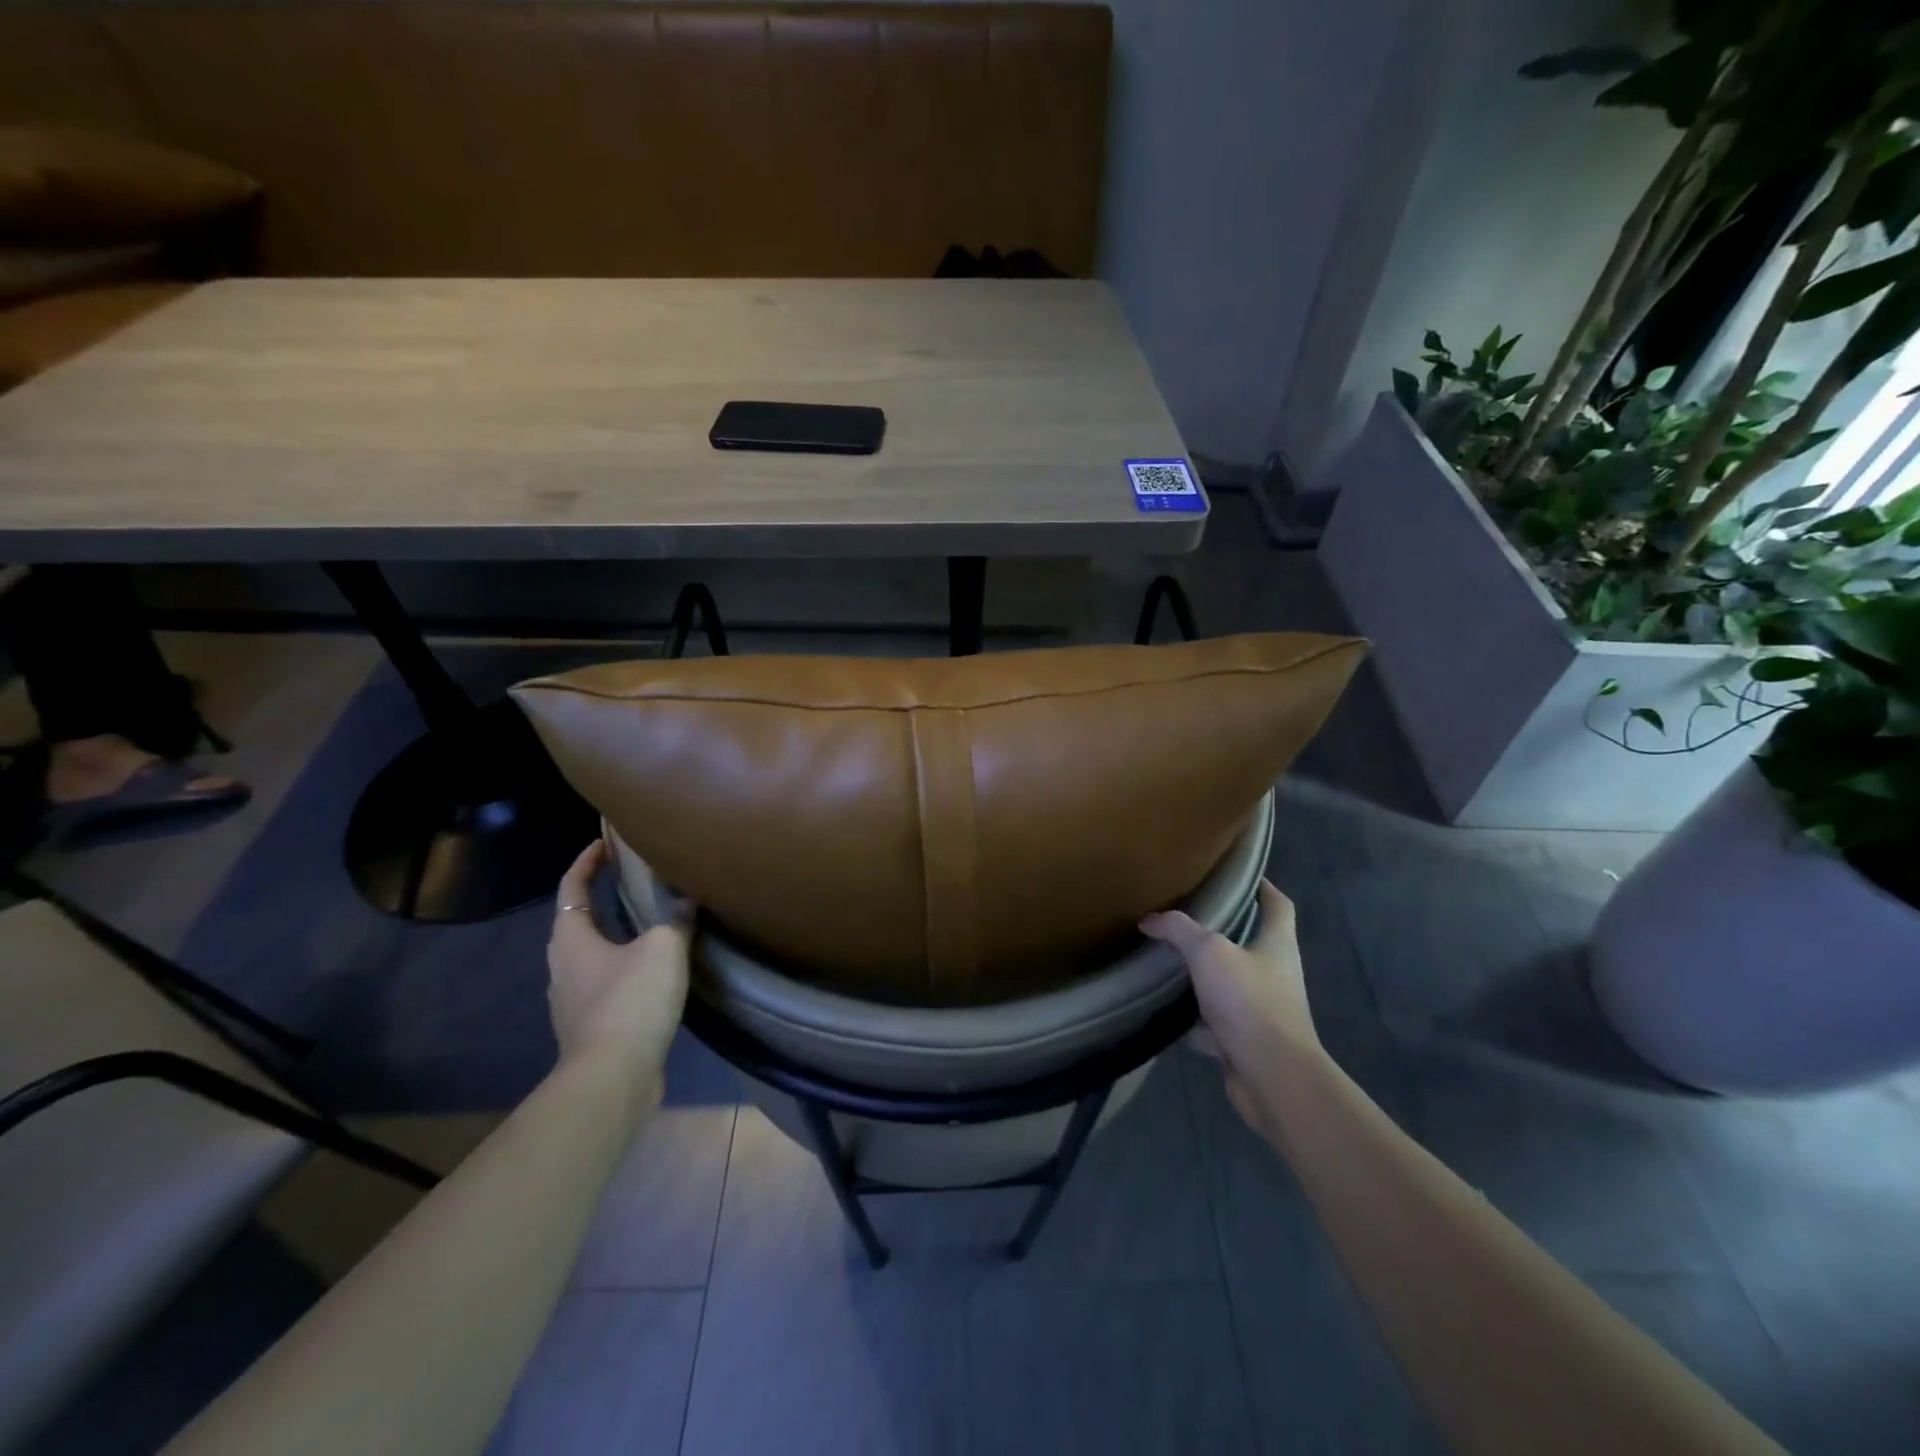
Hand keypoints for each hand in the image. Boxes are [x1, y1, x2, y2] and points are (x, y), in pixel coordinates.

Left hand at [547, 841, 690, 1102]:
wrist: (614, 1078)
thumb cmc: (631, 1001)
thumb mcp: (663, 949)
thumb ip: (676, 919)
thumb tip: (687, 901)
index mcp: (571, 939)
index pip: (572, 887)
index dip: (587, 861)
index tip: (607, 842)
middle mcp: (563, 966)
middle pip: (579, 921)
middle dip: (603, 897)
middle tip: (636, 879)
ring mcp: (574, 1000)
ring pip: (594, 954)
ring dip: (617, 934)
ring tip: (653, 922)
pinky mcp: (592, 1026)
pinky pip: (608, 982)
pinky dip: (627, 966)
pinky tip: (656, 971)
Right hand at [1141, 880, 1320, 1137]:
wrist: (1272, 1077)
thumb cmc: (1250, 1002)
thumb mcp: (1209, 952)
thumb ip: (1178, 930)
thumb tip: (1149, 919)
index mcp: (1277, 945)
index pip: (1278, 905)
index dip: (1262, 886)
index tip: (1238, 874)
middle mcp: (1275, 974)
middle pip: (1251, 943)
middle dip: (1222, 931)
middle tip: (1186, 915)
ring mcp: (1262, 1010)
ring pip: (1229, 984)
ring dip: (1205, 976)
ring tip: (1169, 959)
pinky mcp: (1246, 1041)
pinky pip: (1215, 1023)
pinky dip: (1194, 1019)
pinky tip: (1167, 1012)